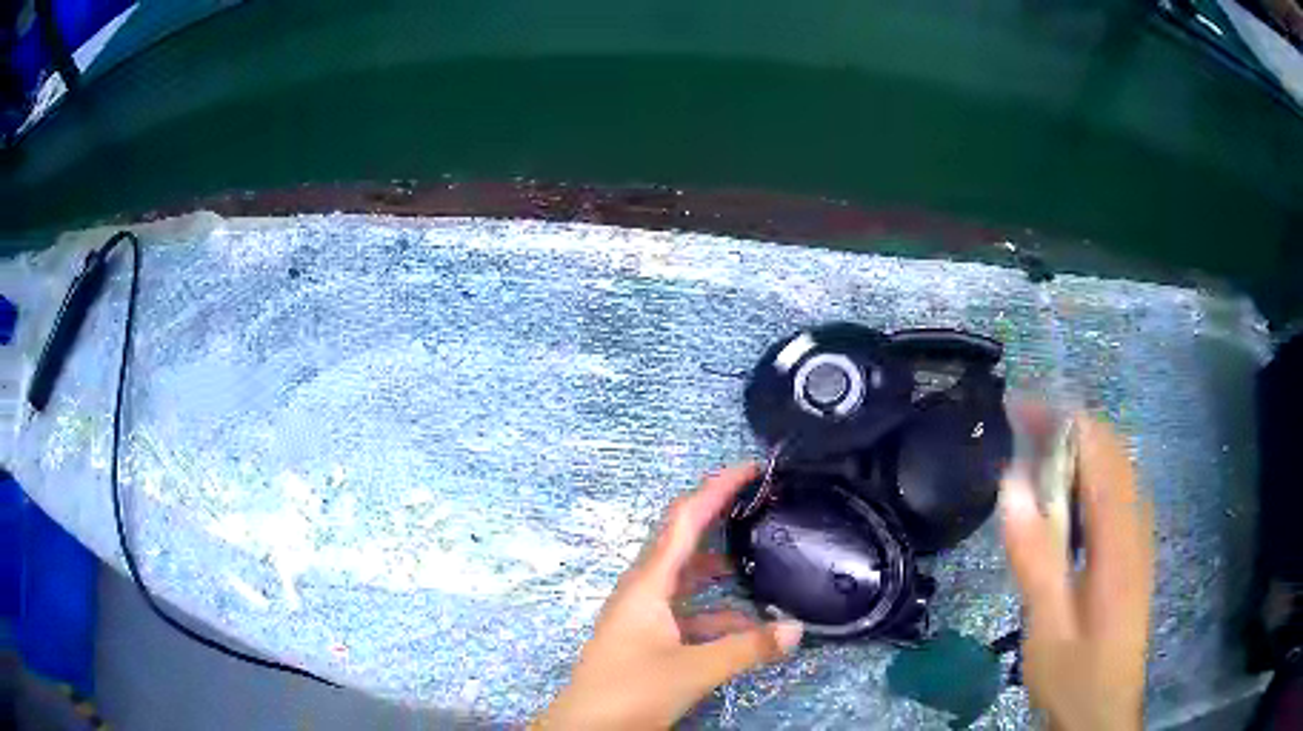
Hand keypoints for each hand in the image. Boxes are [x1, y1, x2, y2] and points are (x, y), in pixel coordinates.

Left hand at [534, 464, 803, 729]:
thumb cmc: (630, 691)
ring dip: (722, 573)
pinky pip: (688, 614)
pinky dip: (717, 614)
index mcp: (647, 583)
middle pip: (684, 542)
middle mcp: (643, 590)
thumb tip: (797, 629)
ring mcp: (644, 615)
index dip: (716, 489)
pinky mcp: (648, 639)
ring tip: (763, 564)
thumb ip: (747, 649)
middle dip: (720, 519)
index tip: (750, 468)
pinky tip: (748, 628)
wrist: (584, 729)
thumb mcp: (694, 670)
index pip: (684, 520)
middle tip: (760, 505)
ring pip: (688, 581)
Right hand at [1001, 414, 1154, 730]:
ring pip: (1113, 469)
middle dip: (1065, 427)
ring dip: (1075, 450)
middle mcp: (1136, 523)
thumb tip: (1011, 484)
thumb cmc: (1075, 674)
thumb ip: (1035, 557)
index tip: (1017, 409)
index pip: (1099, 448)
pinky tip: (1059, 500)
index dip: (1061, 419)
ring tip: (1032, 455)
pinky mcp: (1132, 552)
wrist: (1103, 713)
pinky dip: (1084, 477)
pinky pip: (1113, 494)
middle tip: (1017, 428)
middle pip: (1109, 450)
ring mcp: (1138, 537)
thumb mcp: (1048, 626)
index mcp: (1119, 536)